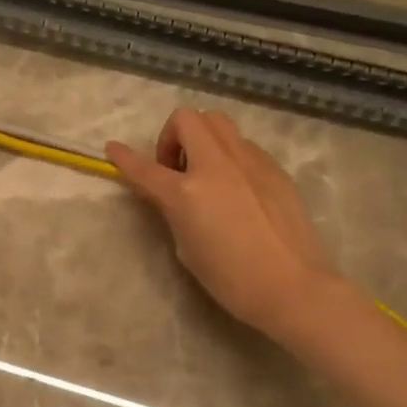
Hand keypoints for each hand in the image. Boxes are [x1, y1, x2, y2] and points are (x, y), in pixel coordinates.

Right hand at [106, 108, 340, 342]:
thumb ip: (174, 211)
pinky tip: (235, 187)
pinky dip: (228, 155)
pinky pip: (242, 144)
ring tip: (205, 171)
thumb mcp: (187, 248)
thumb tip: (171, 194)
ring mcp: (249, 161)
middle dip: (171, 136)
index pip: (144, 168)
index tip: (112, 149)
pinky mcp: (273, 168)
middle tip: (175, 168)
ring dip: (201, 138)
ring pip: (218, 122)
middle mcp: (216, 166)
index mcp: (186, 193)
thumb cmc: (231, 279)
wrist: (293, 286)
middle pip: (186, 119)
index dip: (124, 157)